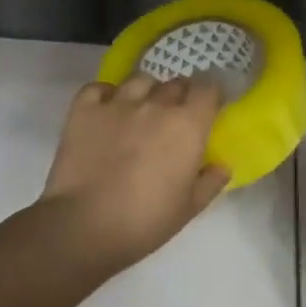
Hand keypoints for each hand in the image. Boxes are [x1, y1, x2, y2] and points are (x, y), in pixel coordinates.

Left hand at [39, 73, 230, 270]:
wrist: (85, 225)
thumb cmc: (146, 221)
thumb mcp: (190, 208)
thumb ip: (210, 182)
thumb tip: (221, 165)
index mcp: (188, 126)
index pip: (208, 89)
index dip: (210, 95)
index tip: (207, 108)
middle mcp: (155, 104)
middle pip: (175, 84)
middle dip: (179, 96)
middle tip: (174, 119)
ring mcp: (117, 103)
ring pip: (139, 81)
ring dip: (146, 92)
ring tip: (140, 112)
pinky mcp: (84, 109)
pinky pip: (98, 88)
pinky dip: (106, 95)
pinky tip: (106, 111)